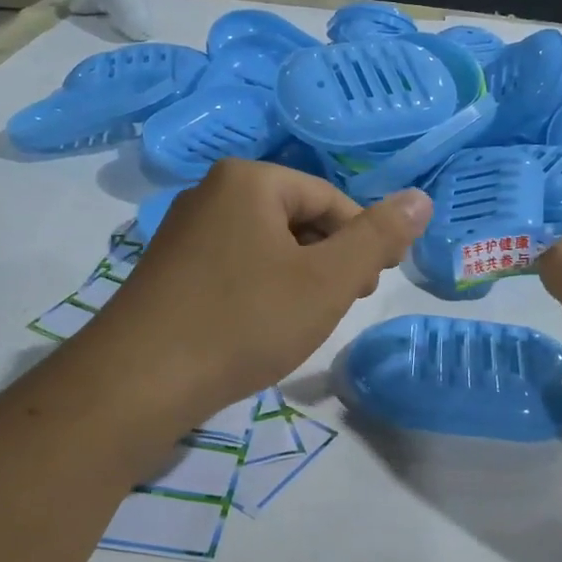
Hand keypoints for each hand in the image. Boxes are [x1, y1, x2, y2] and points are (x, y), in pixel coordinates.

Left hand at [79, 159, 431, 426]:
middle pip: (297, 218)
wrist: (139, 382)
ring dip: (298, 277)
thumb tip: (421, 198)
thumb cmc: (244, 321)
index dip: (362, 241)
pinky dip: (262, 289)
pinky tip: (262, 326)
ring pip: (266, 245)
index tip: (372, 286)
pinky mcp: (170, 269)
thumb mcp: (327, 281)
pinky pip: (235, 265)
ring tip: (304, 320)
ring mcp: (184, 231)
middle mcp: (211, 192)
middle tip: (341, 305)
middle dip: (330, 260)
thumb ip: (378, 238)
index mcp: (248, 180)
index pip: (330, 199)